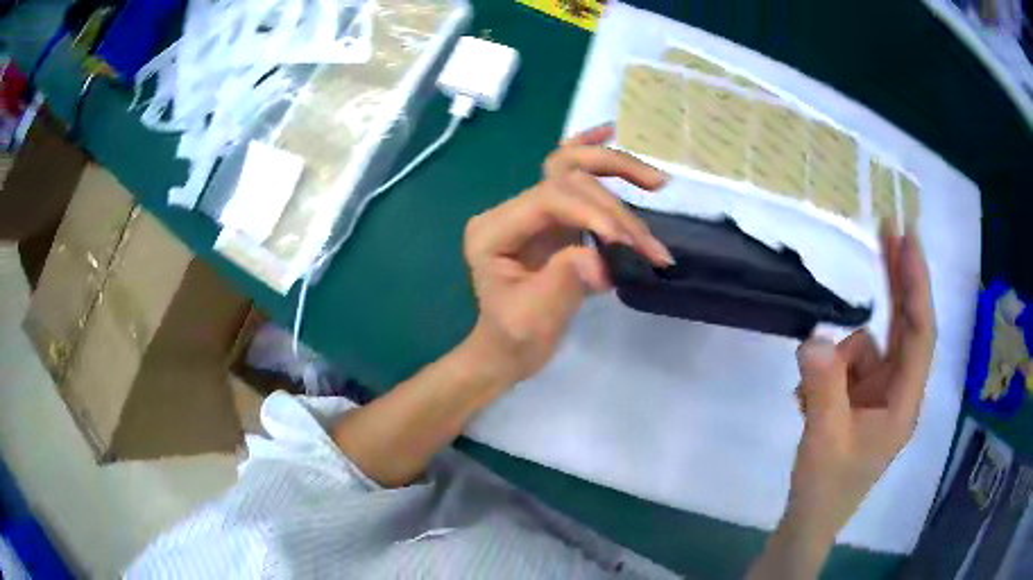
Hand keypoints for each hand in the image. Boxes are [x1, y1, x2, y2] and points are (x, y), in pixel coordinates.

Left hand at [462, 124, 672, 383]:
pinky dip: (593, 153)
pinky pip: (572, 174)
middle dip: (615, 208)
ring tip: (657, 183)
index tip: (626, 243)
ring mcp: (532, 210)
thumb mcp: (534, 318)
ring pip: (574, 168)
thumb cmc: (515, 337)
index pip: (549, 198)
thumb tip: (604, 259)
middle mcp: (511, 210)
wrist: (508, 349)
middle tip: (648, 241)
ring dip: (618, 172)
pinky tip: (611, 130)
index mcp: (493, 229)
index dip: (592, 213)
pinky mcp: (554, 217)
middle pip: (567, 178)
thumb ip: (565, 280)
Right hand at [750, 226, 935, 578]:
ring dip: (837, 361)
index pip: (920, 333)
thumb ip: (823, 389)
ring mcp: (877, 394)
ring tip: (809, 399)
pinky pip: (845, 366)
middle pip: (904, 326)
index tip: (907, 240)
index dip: (917, 284)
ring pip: (864, 349)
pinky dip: (826, 373)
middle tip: (888, 231)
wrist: (809, 521)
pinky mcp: (858, 399)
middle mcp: (898, 391)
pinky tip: (806, 400)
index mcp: (903, 402)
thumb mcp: (824, 440)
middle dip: (897, 280)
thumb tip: (814, 338)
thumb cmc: (826, 489)